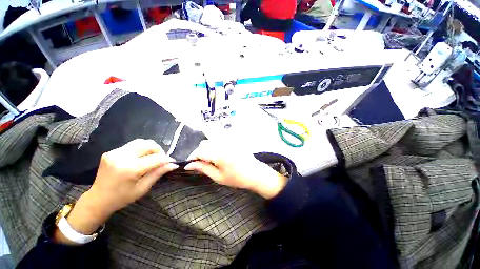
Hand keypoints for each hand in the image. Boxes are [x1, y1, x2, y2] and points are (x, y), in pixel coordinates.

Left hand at [55, 139, 178, 243]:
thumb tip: (173, 165)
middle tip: (162, 160)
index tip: (173, 162)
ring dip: (151, 148)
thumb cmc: (122, 198)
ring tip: (152, 157)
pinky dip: (141, 149)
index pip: (156, 158)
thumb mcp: (143, 188)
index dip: (167, 159)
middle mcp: (122, 157)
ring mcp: (114, 152)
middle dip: (159, 151)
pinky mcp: (111, 151)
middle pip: (149, 145)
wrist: (97, 199)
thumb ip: (158, 173)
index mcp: (130, 169)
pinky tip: (141, 157)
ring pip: (141, 142)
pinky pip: (132, 145)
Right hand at [184, 140, 286, 198]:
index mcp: (218, 154)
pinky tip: (218, 150)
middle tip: (202, 162)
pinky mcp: (234, 139)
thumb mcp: (218, 176)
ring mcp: (229, 140)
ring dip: (207, 146)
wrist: (254, 173)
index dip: (193, 157)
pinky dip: (216, 141)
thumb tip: (189, 165)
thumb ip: (203, 168)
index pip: (199, 152)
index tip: (191, 164)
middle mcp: (223, 144)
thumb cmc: (236, 178)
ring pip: (212, 138)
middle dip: (200, 152)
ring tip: (210, 156)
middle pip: (204, 143)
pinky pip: (221, 136)